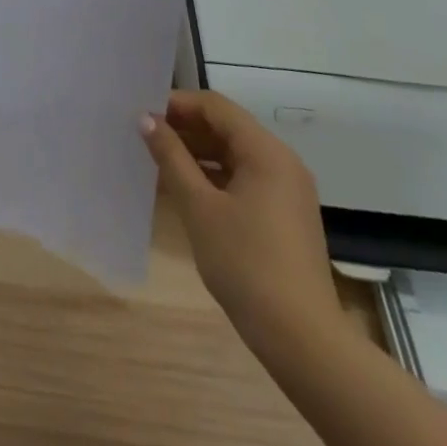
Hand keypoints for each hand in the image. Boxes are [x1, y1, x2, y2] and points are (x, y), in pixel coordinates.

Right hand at [141, 90, 345, 356]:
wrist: (303, 340)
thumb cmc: (246, 263)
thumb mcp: (198, 206)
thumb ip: (171, 157)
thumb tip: (146, 119)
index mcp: (265, 151)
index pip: (215, 106)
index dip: (177, 105)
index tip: (143, 116)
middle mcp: (281, 161)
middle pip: (226, 127)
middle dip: (185, 129)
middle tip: (146, 139)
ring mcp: (287, 190)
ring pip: (234, 154)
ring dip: (197, 154)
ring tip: (159, 164)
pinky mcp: (286, 215)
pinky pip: (245, 179)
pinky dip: (215, 177)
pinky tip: (186, 192)